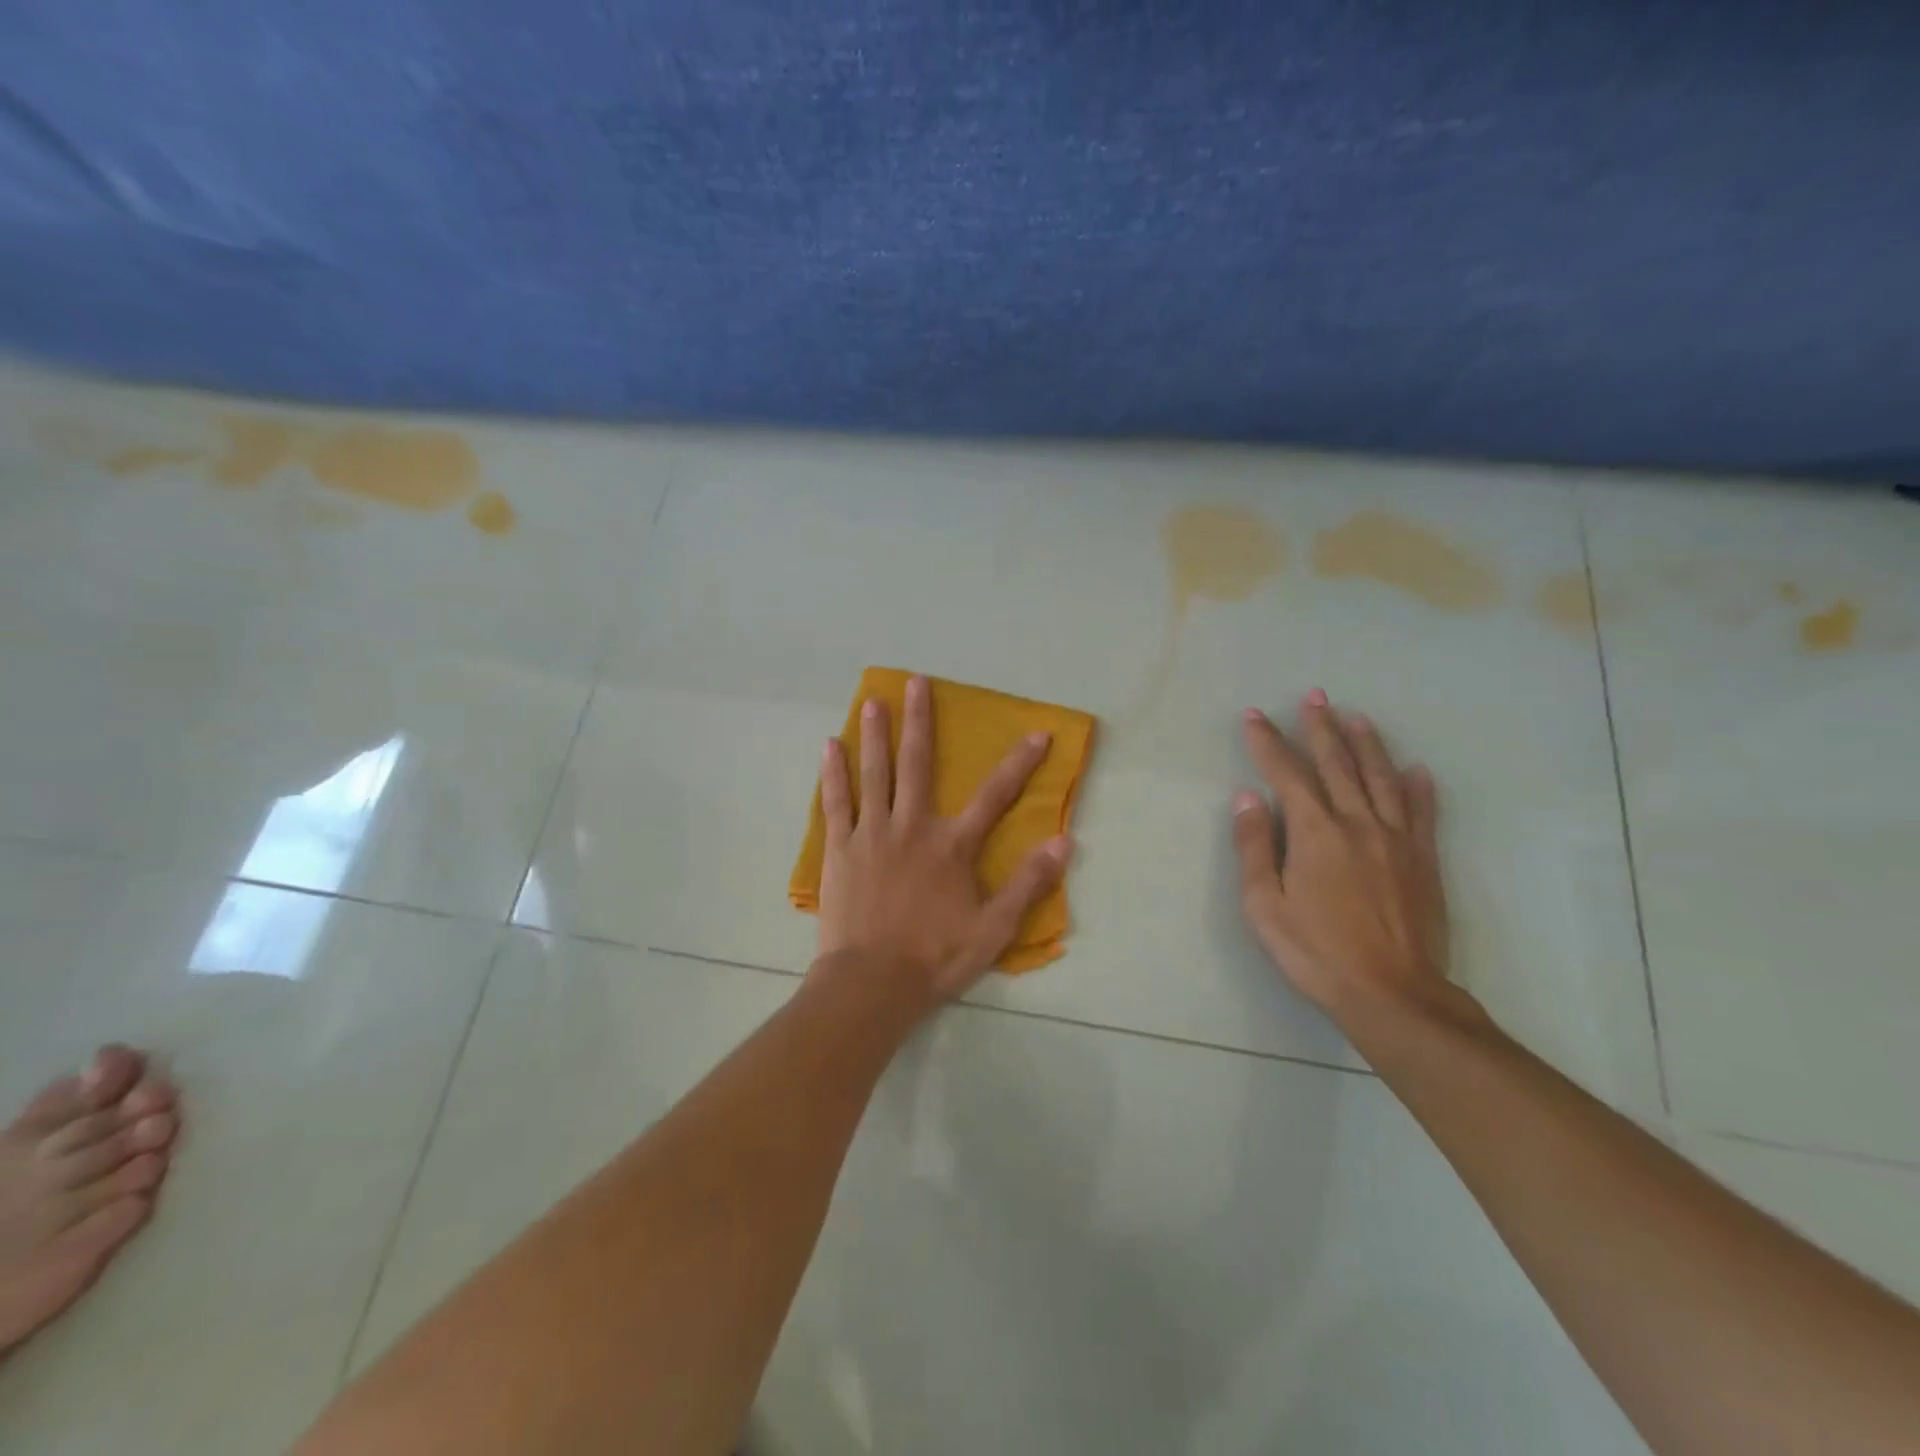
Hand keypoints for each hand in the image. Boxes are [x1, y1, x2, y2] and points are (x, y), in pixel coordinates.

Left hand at [817, 675, 1071, 1004]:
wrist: (871, 984)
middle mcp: (912, 827)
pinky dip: (834, 773)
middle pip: (918, 764)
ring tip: (873, 700)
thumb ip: (1028, 884)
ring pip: (875, 773)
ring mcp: (872, 834)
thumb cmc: (935, 958)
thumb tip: (1064, 843)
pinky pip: (837, 802)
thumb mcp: (994, 929)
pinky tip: (830, 746)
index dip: (1020, 763)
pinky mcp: (840, 849)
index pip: (995, 795)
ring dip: (876, 734)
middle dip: (920, 720)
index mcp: (952, 846)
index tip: (1036, 733)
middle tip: (916, 682)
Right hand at [1232, 689, 1466, 1033]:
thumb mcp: (1265, 905)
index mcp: (1314, 832)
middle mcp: (1357, 823)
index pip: (1286, 774)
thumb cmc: (1315, 951)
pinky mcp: (1423, 860)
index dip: (1268, 742)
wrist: (1392, 993)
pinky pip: (1422, 813)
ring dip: (1367, 744)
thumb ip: (1255, 847)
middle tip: (1314, 696)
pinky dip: (1418, 787)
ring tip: (1356, 717)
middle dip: (1320, 728)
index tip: (1254, 715)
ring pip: (1380, 778)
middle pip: (1337, 764)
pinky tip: (1416, 770)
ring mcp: (1395, 840)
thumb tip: (1247, 798)